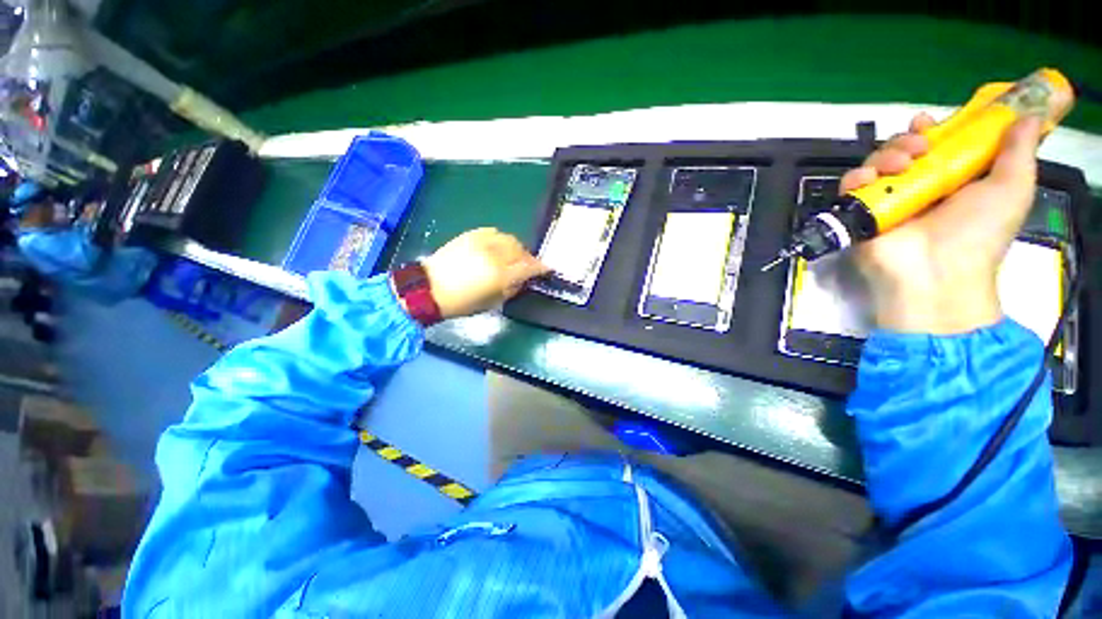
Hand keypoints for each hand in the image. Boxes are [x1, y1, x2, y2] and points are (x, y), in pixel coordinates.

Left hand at [420, 228, 548, 319]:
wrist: (428, 289)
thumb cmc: (461, 303)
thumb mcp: (491, 303)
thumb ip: (510, 290)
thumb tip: (521, 280)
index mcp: (500, 275)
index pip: (528, 267)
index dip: (540, 268)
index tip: (546, 269)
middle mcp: (494, 255)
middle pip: (520, 250)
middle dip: (527, 258)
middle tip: (527, 265)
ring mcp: (481, 243)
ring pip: (508, 239)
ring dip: (515, 247)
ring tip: (512, 256)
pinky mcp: (469, 236)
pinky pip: (492, 232)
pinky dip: (500, 239)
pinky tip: (497, 247)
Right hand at [841, 113, 1044, 333]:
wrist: (936, 273)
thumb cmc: (979, 233)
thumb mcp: (1012, 190)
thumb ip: (1019, 152)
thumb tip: (1027, 116)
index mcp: (952, 178)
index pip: (937, 144)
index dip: (933, 129)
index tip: (930, 122)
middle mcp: (919, 186)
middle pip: (903, 149)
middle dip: (907, 140)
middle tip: (920, 147)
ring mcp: (888, 200)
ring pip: (876, 163)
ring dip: (885, 155)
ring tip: (900, 166)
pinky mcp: (862, 213)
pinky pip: (850, 187)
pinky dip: (856, 178)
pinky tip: (869, 179)